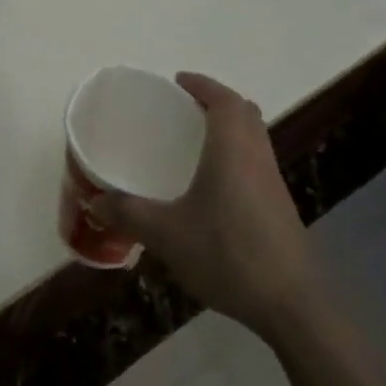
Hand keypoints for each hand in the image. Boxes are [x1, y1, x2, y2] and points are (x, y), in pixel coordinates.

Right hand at [92, 73, 320, 345]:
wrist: (290, 303)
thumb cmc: (227, 255)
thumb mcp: (166, 234)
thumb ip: (129, 213)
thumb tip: (95, 201)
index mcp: (232, 151)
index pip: (224, 100)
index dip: (203, 85)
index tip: (178, 81)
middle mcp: (257, 158)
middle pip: (245, 113)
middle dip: (217, 102)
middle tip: (185, 109)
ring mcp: (273, 183)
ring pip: (254, 138)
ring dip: (230, 128)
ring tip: (196, 142)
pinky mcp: (280, 207)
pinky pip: (257, 163)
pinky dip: (236, 155)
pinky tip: (213, 186)